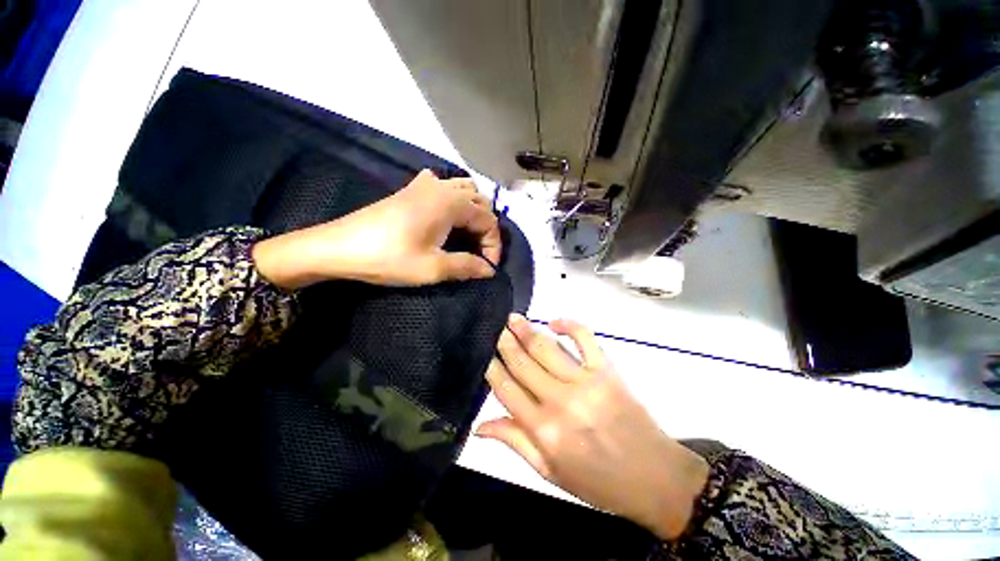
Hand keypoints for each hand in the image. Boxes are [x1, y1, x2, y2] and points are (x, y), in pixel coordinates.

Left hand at [252, 170, 501, 288]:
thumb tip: (489, 270)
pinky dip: (455, 198)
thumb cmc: (389, 257)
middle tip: (480, 253)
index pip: (488, 220)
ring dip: (474, 211)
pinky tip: (447, 213)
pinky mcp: (411, 189)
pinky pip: (444, 185)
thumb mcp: (433, 268)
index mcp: (451, 203)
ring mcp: (425, 184)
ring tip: (469, 235)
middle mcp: (442, 187)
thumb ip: (467, 266)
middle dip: (486, 228)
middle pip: (480, 201)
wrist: (339, 247)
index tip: (488, 267)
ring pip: (465, 190)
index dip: (494, 245)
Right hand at [478, 315, 708, 540]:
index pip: (506, 389)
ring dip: (527, 330)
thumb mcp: (550, 472)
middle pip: (523, 363)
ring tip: (513, 318)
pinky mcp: (606, 370)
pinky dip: (569, 325)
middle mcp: (560, 401)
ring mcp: (585, 381)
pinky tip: (555, 321)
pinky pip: (585, 338)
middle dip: (505, 342)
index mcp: (544, 430)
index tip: (483, 353)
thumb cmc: (598, 482)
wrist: (654, 478)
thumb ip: (515, 442)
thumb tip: (479, 426)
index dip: (491, 368)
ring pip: (547, 347)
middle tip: (495, 328)